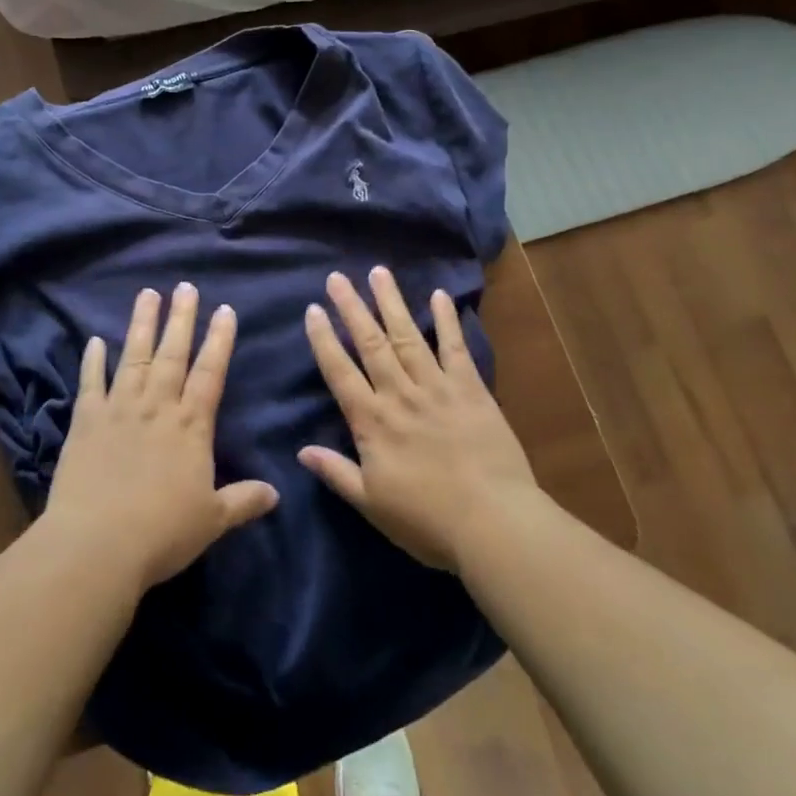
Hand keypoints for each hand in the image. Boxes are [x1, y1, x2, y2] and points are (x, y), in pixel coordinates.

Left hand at [47, 283, 279, 590]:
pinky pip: (90, 383)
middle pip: (172, 354)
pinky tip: (95, 341)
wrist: (97, 544)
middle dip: (181, 319)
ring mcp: (119, 410)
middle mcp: (157, 407)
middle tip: (185, 287)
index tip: (225, 310)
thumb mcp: (212, 520)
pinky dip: (92, 361)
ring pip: (133, 357)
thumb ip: (243, 501)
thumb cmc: (162, 532)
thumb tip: (276, 493)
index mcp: (191, 426)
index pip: (210, 373)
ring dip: (141, 324)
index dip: (219, 340)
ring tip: (147, 294)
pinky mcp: (85, 422)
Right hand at [299, 268, 538, 570]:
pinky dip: (447, 321)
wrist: (493, 522)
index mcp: (372, 422)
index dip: (324, 340)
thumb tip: (301, 450)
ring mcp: (437, 387)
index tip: (313, 310)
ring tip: (379, 272)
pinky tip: (439, 296)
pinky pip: (455, 349)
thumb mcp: (371, 503)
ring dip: (391, 302)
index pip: (340, 372)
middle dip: (352, 307)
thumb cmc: (427, 520)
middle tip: (338, 277)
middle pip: (370, 343)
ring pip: (408, 336)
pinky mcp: (471, 390)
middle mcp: (400, 394)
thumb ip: (337, 472)